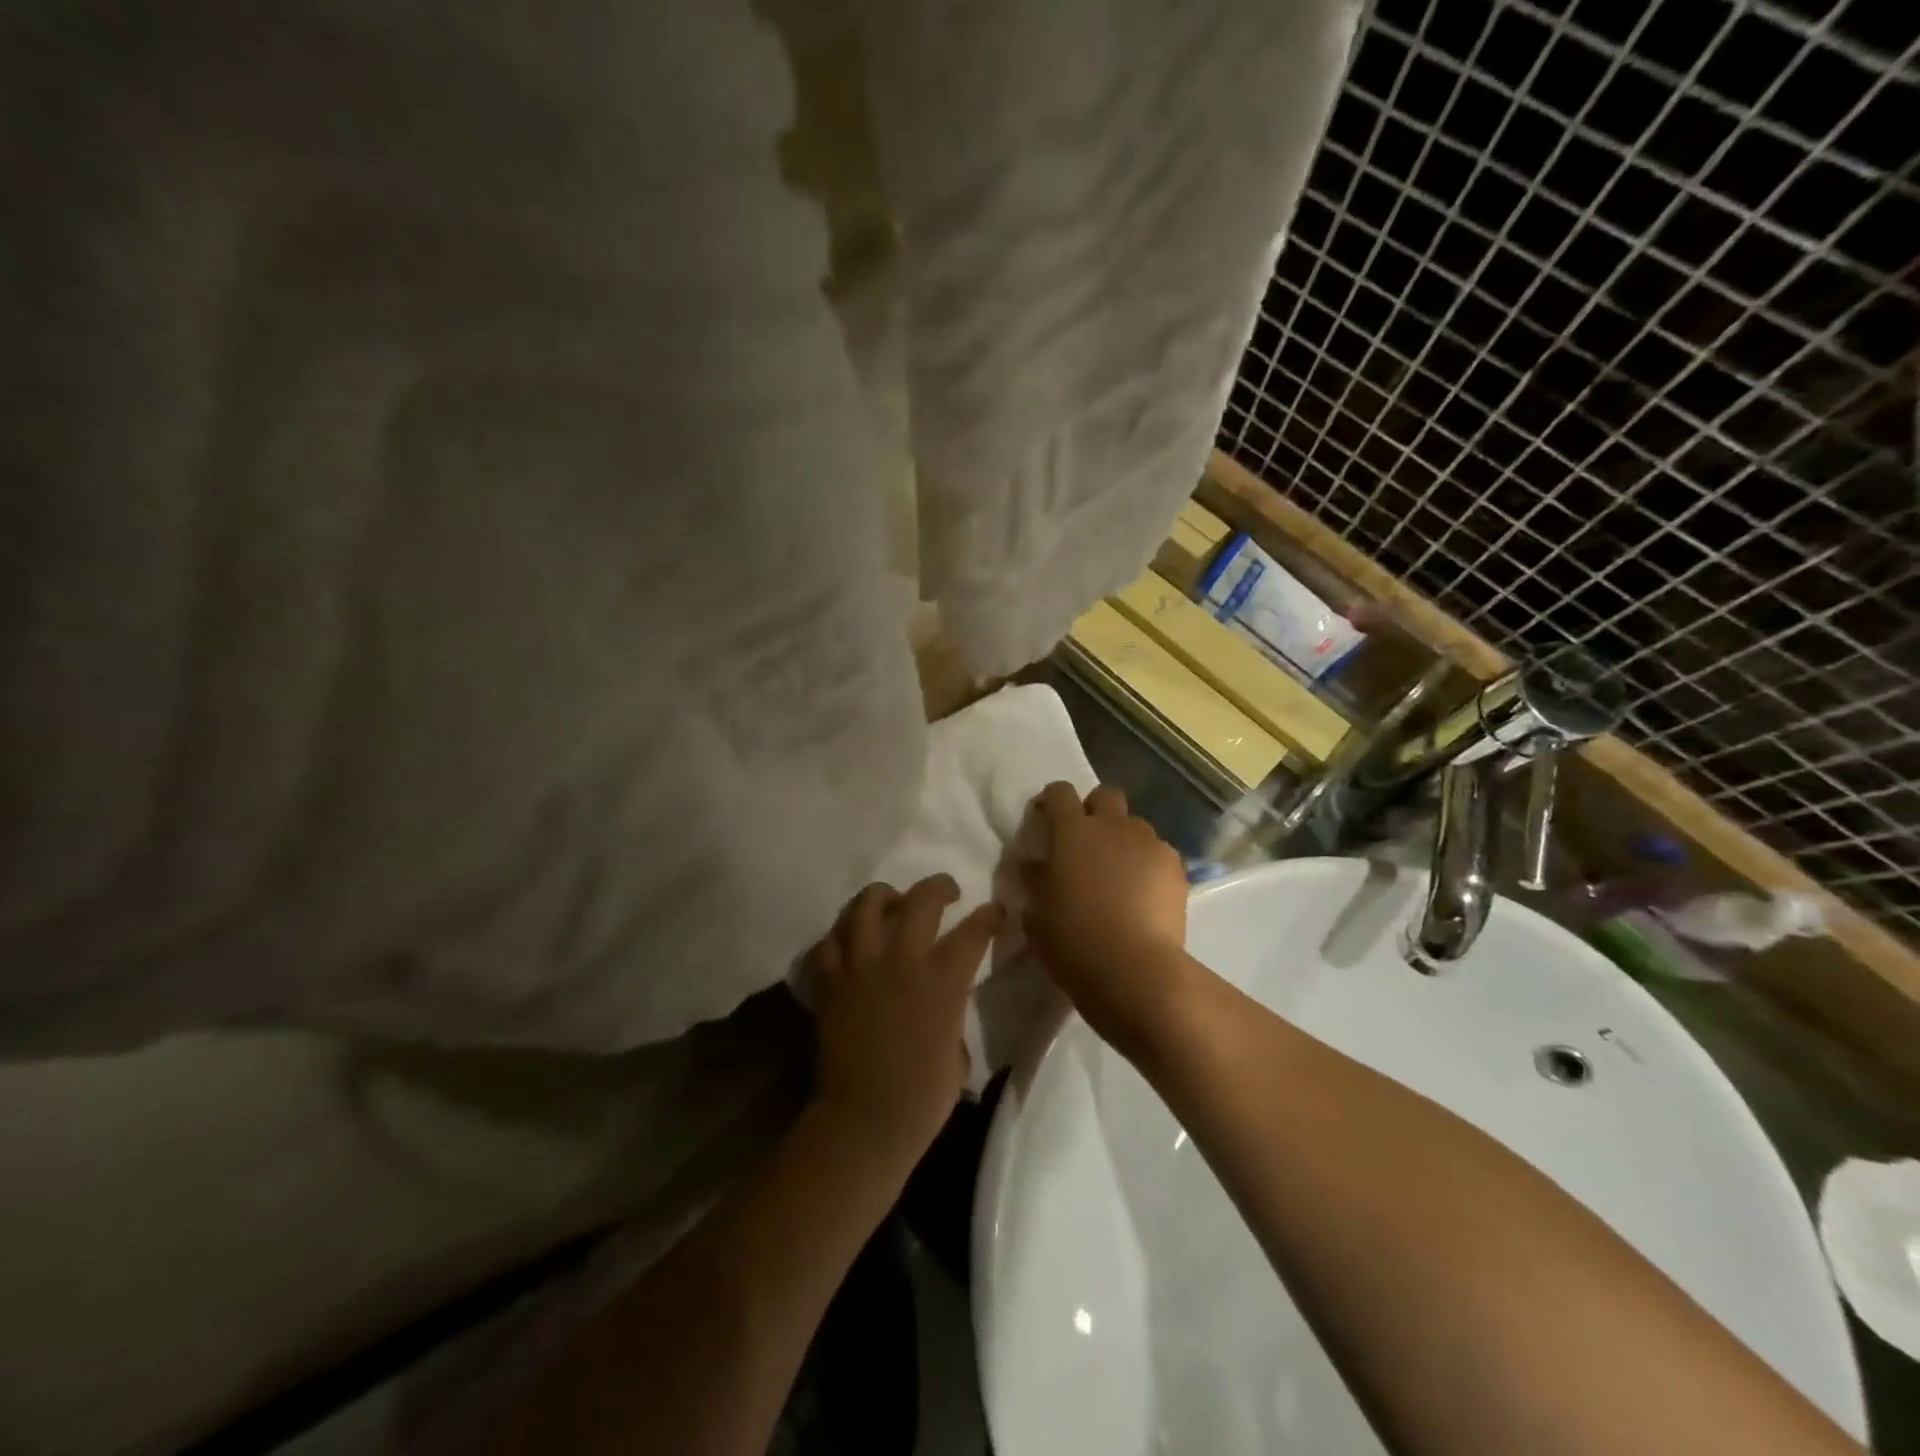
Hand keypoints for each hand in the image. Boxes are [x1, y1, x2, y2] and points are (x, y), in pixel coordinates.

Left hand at [807, 875, 1000, 1172]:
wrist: (865, 1120)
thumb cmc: (923, 1097)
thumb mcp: (957, 1050)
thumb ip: (953, 1011)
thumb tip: (945, 1000)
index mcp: (943, 980)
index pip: (974, 931)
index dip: (990, 916)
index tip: (996, 912)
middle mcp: (902, 960)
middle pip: (921, 900)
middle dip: (938, 886)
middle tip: (945, 891)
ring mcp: (861, 966)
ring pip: (866, 905)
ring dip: (882, 896)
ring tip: (891, 901)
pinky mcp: (830, 981)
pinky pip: (829, 941)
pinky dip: (841, 933)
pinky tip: (851, 939)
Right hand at [1022, 782, 1196, 1054]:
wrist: (1135, 970)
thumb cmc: (1073, 941)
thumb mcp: (1036, 914)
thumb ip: (1034, 881)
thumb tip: (1032, 865)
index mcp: (1071, 832)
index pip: (1059, 792)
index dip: (1051, 801)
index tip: (1046, 819)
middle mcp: (1112, 826)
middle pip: (1105, 796)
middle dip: (1094, 811)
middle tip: (1086, 843)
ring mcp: (1148, 843)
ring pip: (1134, 826)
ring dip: (1123, 840)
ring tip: (1118, 875)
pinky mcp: (1176, 866)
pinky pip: (1157, 853)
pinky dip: (1148, 865)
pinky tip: (1143, 895)